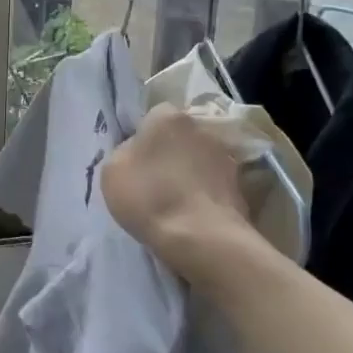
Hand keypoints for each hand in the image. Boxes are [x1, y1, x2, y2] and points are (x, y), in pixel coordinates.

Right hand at [101, 103, 267, 277]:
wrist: (200, 237)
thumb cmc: (148, 196)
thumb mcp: (112, 170)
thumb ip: (125, 151)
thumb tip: (138, 151)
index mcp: (167, 116)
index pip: (153, 116)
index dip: (143, 137)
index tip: (136, 160)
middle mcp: (200, 126)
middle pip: (180, 135)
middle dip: (170, 151)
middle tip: (155, 178)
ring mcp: (225, 155)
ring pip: (198, 159)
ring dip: (189, 172)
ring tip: (175, 200)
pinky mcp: (240, 184)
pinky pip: (213, 183)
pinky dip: (204, 193)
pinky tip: (192, 213)